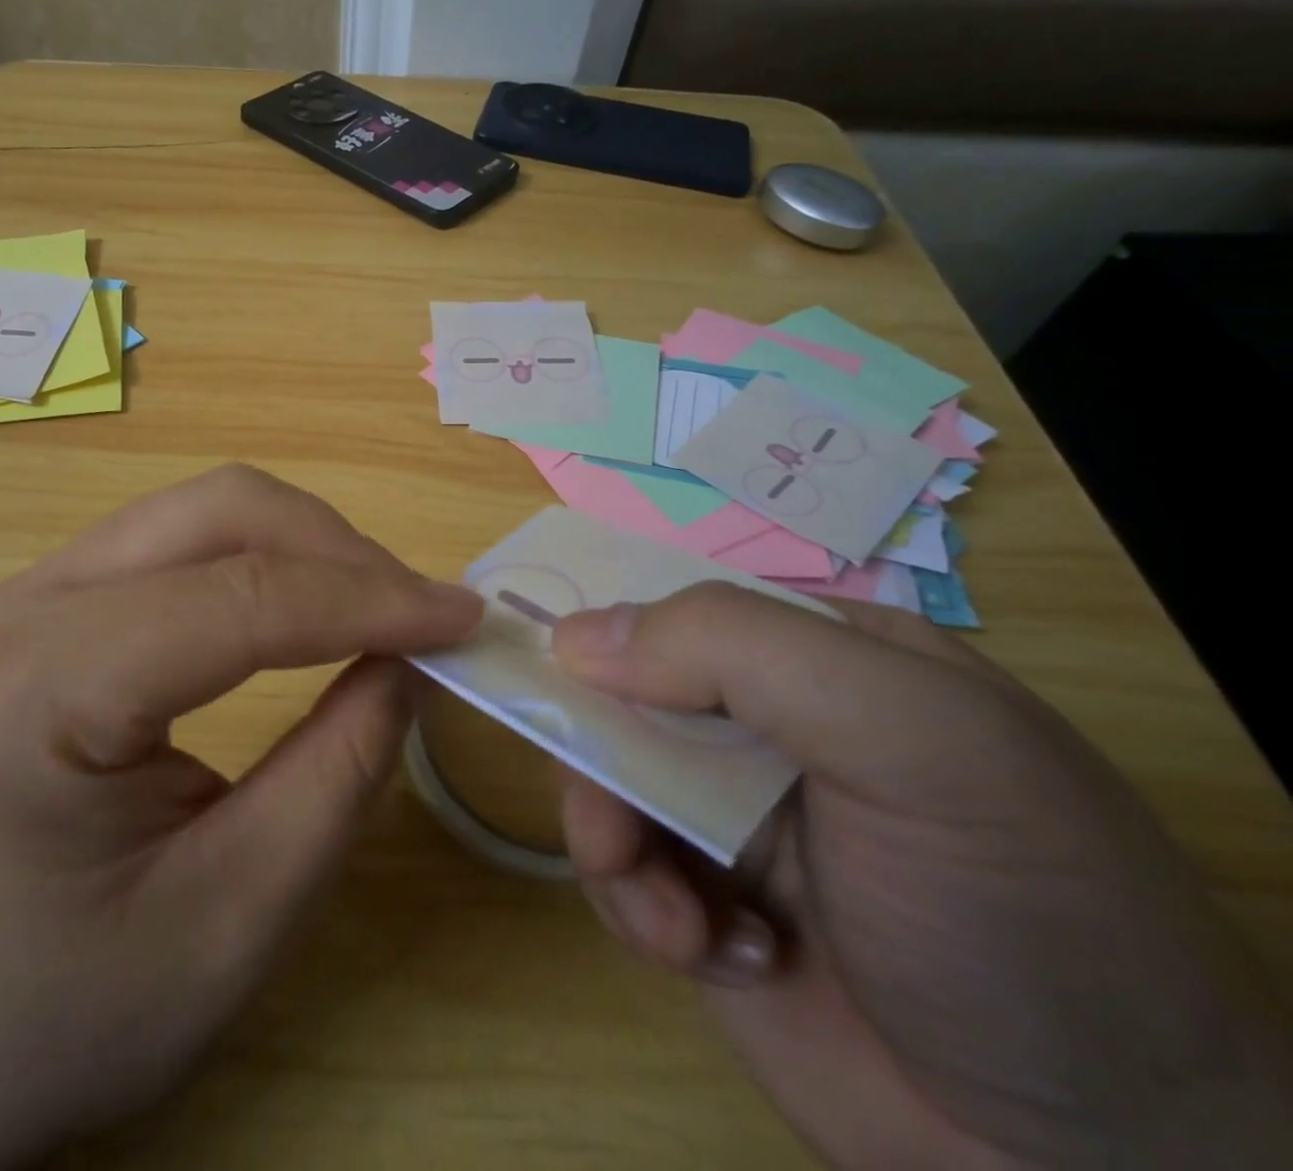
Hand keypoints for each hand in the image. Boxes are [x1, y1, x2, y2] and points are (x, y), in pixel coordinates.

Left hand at [0, 466, 480, 1170]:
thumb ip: (335, 777)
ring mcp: (26, 592)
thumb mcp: (229, 923)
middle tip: (417, 615)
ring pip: (201, 511)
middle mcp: (25, 605)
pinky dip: (257, 560)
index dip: (370, 598)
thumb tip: (406, 663)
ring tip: (372, 610)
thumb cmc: (57, 1013)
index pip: (241, 599)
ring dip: (303, 546)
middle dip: (338, 550)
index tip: (466, 618)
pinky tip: (296, 610)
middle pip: (218, 511)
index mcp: (43, 689)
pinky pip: (175, 542)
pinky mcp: (45, 603)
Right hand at [552, 586, 1292, 1170]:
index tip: (551, 674)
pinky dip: (641, 910)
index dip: (606, 633)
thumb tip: (573, 635)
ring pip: (602, 781)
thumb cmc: (1015, 907)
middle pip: (620, 697)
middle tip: (616, 825)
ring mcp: (728, 815)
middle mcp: (763, 726)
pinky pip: (617, 870)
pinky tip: (718, 957)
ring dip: (614, 847)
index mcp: (815, 657)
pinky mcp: (702, 901)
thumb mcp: (906, 738)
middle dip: (601, 758)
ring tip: (677, 923)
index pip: (676, 609)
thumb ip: (737, 652)